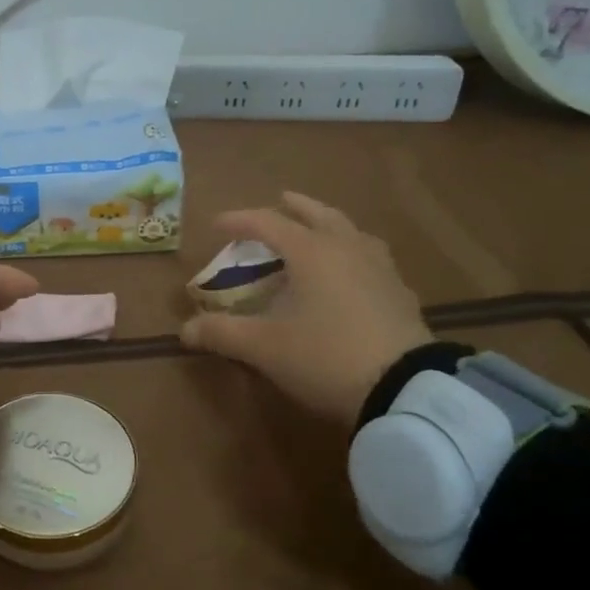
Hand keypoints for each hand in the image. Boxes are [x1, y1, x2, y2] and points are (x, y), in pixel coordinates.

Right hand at [180, 192, 431, 427]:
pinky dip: (353, 253)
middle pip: (318, 214)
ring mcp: (380, 268)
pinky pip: (371, 258)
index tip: (216, 224)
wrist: (404, 389)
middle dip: (295, 206)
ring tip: (319, 232)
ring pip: (351, 232)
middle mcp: (346, 248)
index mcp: (311, 251)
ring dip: (329, 225)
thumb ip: (222, 333)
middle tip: (280, 201)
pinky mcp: (400, 293)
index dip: (239, 220)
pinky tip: (352, 274)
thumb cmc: (325, 357)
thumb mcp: (264, 348)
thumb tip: (185, 331)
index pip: (267, 222)